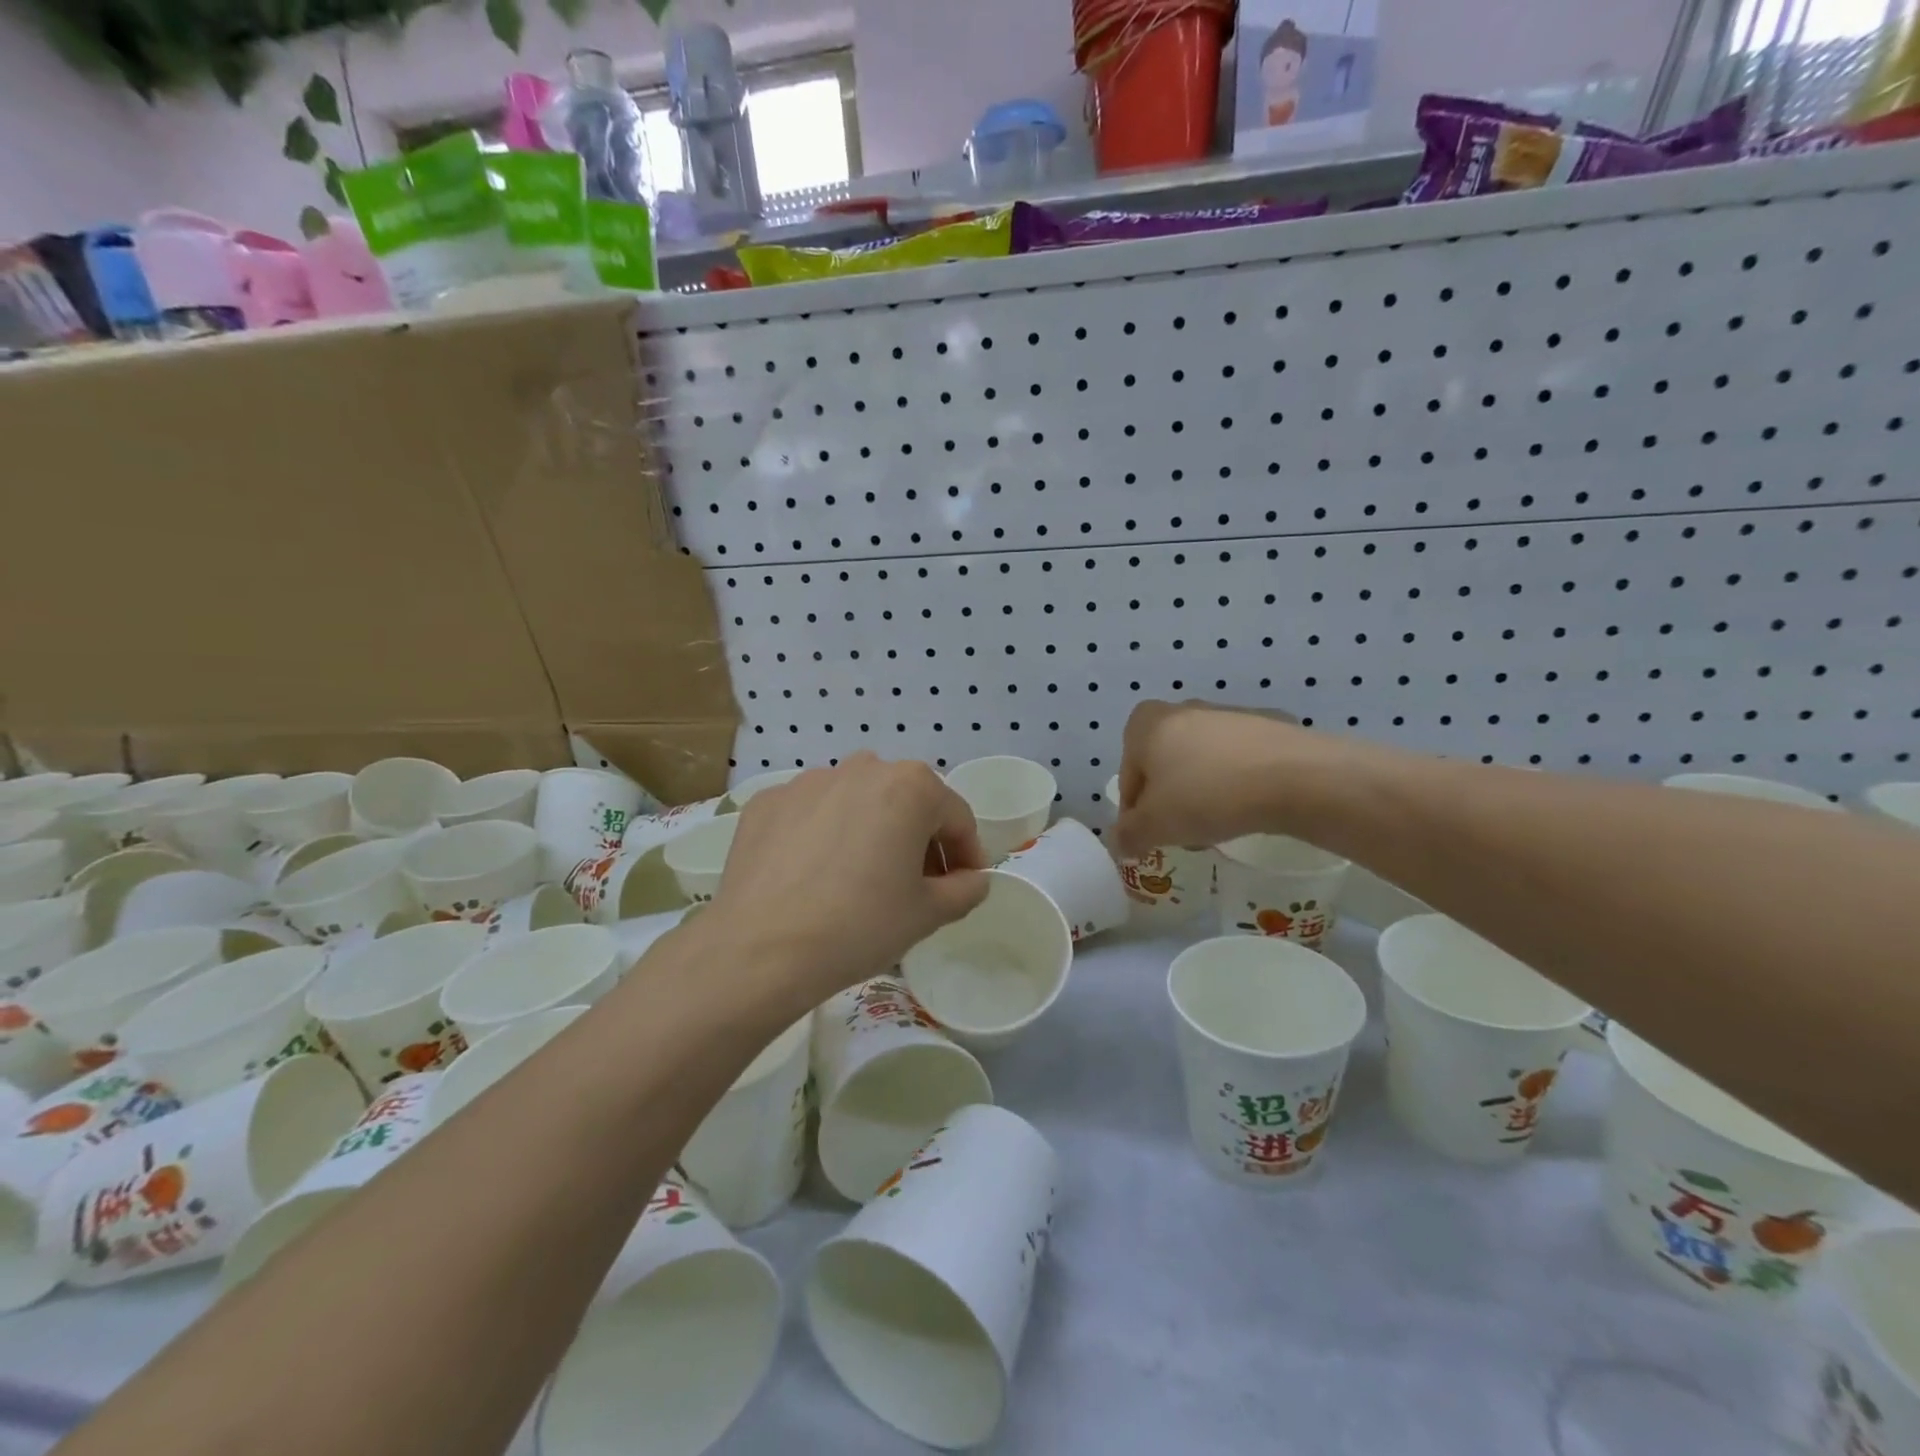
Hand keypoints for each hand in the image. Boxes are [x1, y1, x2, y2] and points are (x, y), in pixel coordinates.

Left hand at [708, 754, 989, 1007]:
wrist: (761, 949)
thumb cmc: (860, 925)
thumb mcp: (928, 914)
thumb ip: (965, 889)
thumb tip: (972, 879)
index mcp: (910, 786)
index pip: (956, 817)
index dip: (966, 853)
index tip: (964, 884)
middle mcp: (861, 769)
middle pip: (906, 802)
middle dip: (918, 838)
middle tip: (915, 884)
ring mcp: (808, 781)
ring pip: (856, 803)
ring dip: (870, 831)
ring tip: (860, 879)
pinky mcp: (767, 802)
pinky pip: (811, 814)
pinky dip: (822, 836)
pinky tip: (813, 876)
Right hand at [1114, 700, 1306, 856]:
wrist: (1294, 777)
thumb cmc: (1206, 795)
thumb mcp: (1155, 826)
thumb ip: (1129, 835)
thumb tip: (1121, 843)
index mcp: (1146, 723)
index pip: (1128, 776)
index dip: (1136, 813)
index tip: (1153, 837)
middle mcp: (1182, 709)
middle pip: (1164, 765)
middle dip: (1169, 800)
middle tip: (1184, 832)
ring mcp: (1227, 714)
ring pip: (1201, 762)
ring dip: (1201, 793)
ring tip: (1219, 825)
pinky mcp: (1267, 725)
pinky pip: (1238, 761)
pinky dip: (1236, 783)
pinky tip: (1248, 808)